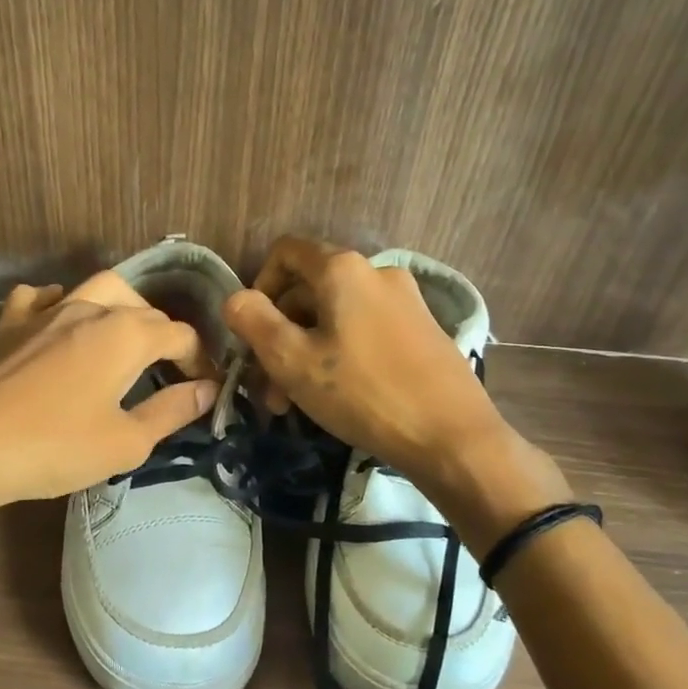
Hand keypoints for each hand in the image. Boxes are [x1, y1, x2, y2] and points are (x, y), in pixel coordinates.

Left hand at [0, 272, 220, 513]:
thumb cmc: (55, 449)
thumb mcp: (126, 442)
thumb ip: (172, 410)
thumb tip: (208, 389)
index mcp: (125, 334)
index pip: (179, 334)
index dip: (198, 359)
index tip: (204, 387)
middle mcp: (89, 309)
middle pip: (142, 308)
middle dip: (164, 335)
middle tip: (168, 371)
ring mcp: (44, 312)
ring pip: (96, 289)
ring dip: (121, 308)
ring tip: (124, 339)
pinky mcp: (9, 325)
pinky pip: (40, 298)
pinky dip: (58, 304)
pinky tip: (58, 322)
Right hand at [221, 237, 568, 513]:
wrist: (452, 436)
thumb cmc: (362, 393)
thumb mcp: (292, 360)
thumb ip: (253, 321)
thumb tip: (235, 298)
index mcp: (343, 269)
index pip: (286, 252)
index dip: (259, 285)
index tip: (252, 332)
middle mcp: (376, 272)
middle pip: (309, 289)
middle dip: (279, 333)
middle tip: (267, 387)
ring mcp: (405, 300)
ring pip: (335, 316)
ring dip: (306, 352)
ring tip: (292, 403)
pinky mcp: (423, 330)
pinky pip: (365, 330)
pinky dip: (339, 354)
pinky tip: (336, 397)